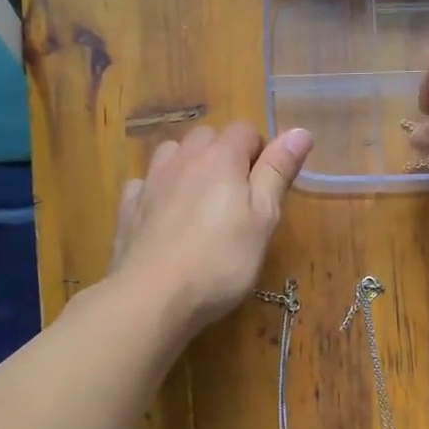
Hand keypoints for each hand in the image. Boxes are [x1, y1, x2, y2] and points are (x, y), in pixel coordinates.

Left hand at [110, 122, 311, 332]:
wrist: (152, 297)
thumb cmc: (220, 261)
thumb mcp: (264, 219)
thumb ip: (278, 172)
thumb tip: (300, 131)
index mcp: (221, 158)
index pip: (245, 130)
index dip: (260, 152)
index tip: (266, 187)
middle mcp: (183, 158)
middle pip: (207, 137)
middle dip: (225, 155)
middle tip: (237, 198)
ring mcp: (151, 181)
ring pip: (173, 153)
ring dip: (189, 166)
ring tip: (200, 202)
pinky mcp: (128, 208)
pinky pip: (145, 183)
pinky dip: (157, 190)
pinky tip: (164, 215)